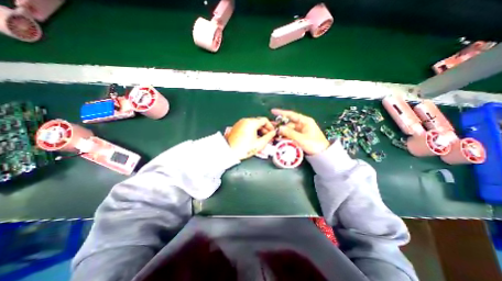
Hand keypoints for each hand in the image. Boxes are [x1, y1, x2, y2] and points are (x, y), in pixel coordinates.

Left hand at [226, 116, 275, 160]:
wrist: (229, 152)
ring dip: (259, 130)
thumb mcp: (259, 144)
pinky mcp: (237, 127)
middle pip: (259, 122)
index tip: (272, 132)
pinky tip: (254, 138)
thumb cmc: (243, 148)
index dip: (270, 126)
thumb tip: (273, 133)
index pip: (265, 120)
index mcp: (251, 123)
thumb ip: (268, 137)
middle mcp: (245, 120)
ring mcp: (240, 123)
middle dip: (265, 129)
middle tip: (268, 137)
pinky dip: (252, 130)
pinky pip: (247, 126)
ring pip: (253, 124)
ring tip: (261, 139)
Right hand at [271, 109, 329, 154]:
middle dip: (280, 126)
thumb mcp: (301, 139)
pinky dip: (286, 136)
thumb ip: (289, 133)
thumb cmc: (314, 144)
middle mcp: (303, 124)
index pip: (291, 115)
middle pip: (289, 123)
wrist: (323, 154)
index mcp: (305, 121)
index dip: (281, 113)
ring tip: (274, 135)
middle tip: (271, 128)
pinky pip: (291, 134)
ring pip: (289, 130)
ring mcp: (301, 130)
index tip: (273, 111)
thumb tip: (279, 128)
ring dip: (282, 132)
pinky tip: (279, 138)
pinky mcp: (300, 136)